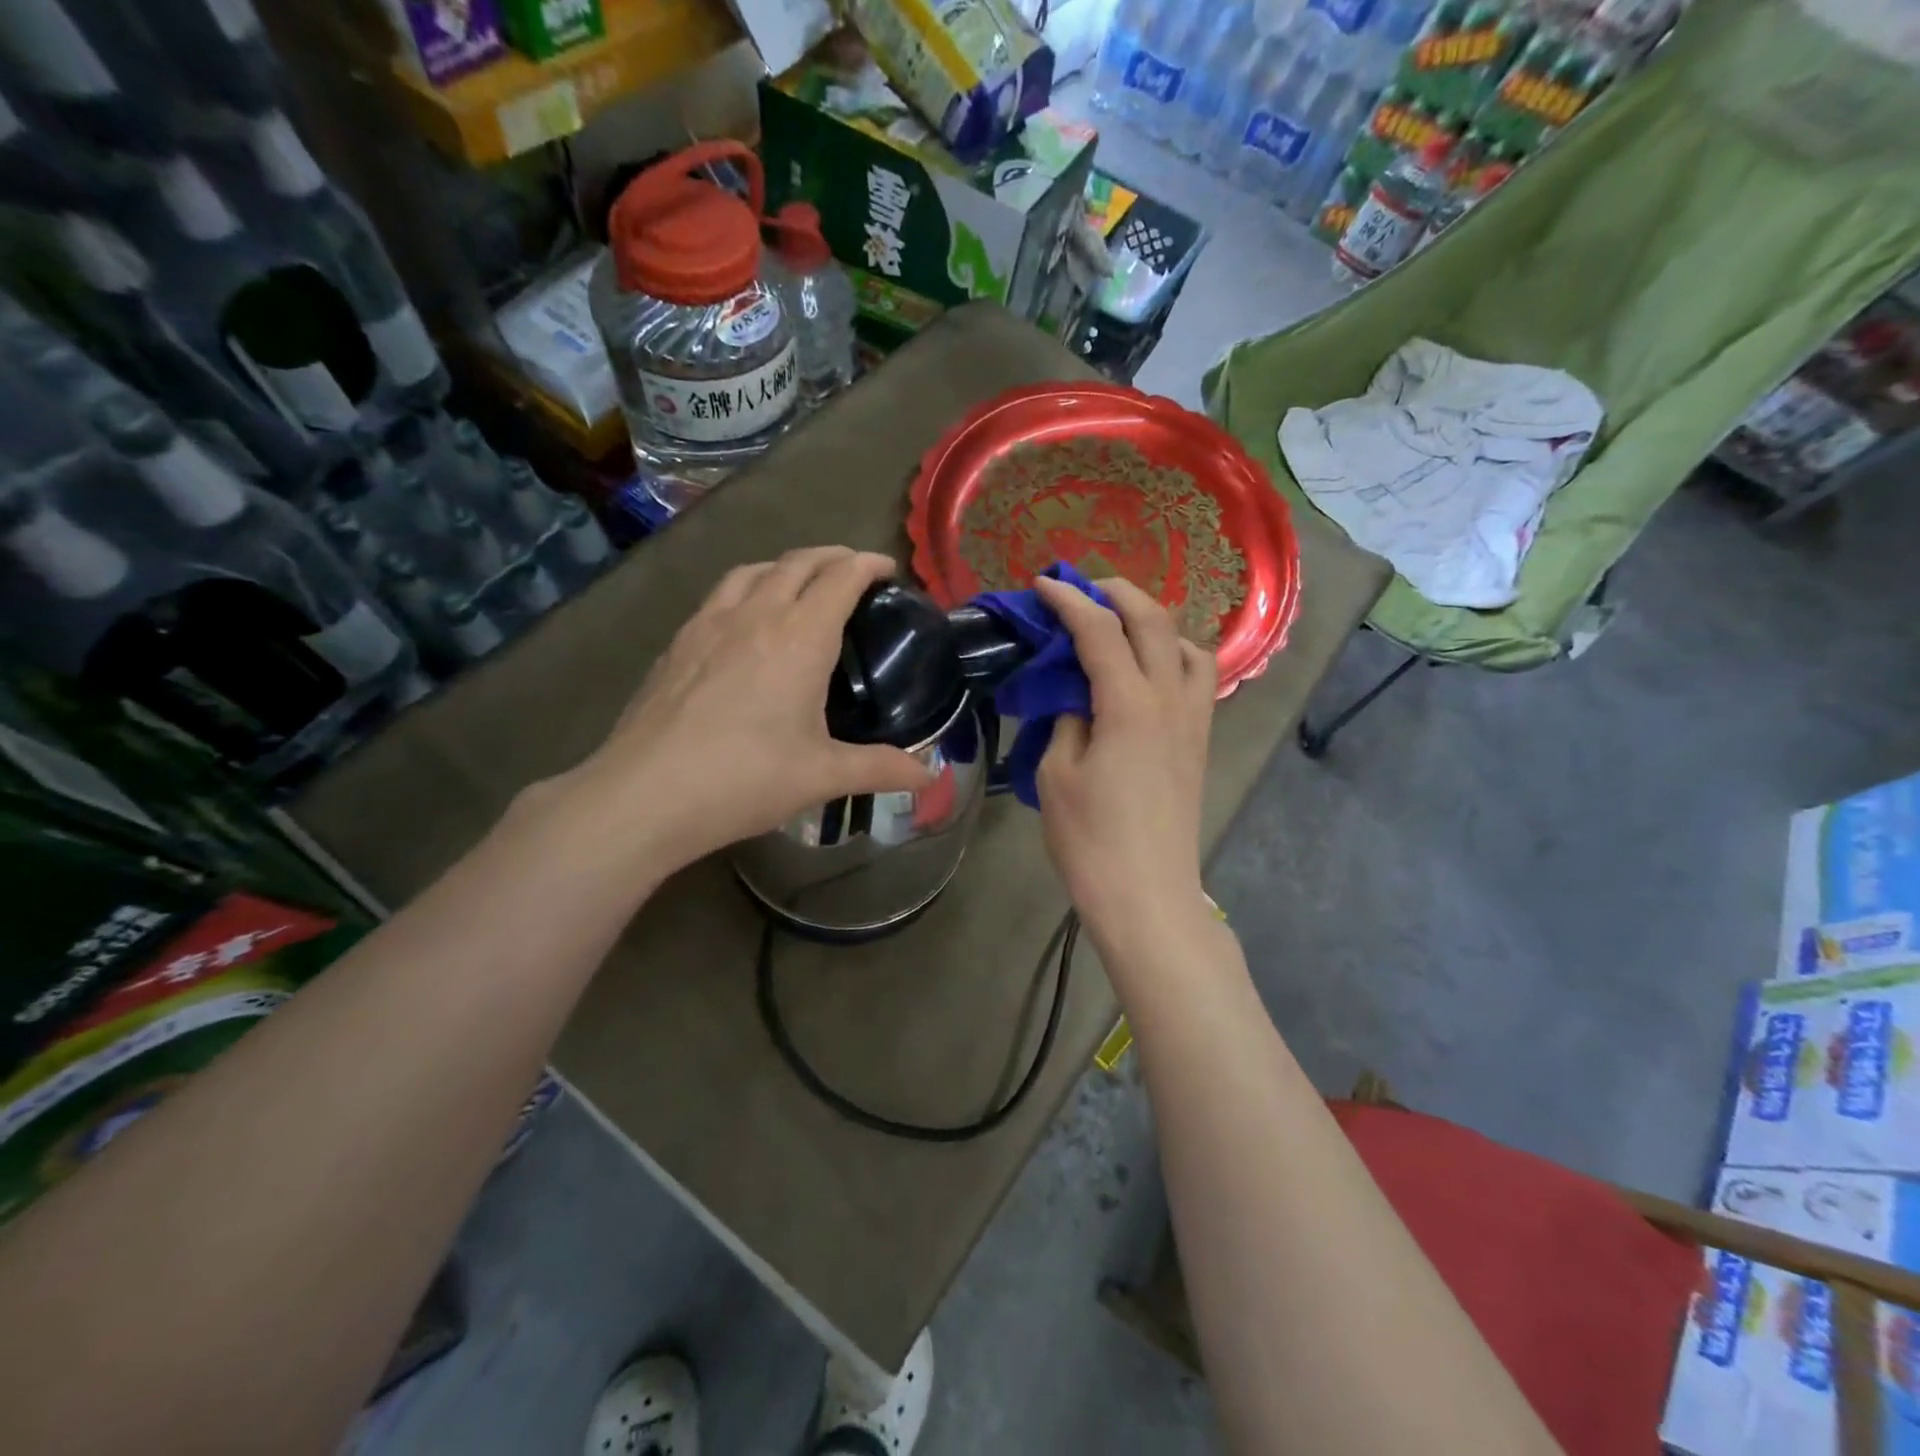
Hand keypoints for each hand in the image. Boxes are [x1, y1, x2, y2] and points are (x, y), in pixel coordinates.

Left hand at [568, 547, 932, 874]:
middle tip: (854, 573)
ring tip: (800, 586)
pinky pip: (720, 595)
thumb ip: (881, 769)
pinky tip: (744, 623)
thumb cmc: (745, 778)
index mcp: (799, 637)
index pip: (841, 577)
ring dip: (785, 566)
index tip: (888, 570)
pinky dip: (747, 589)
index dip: (868, 564)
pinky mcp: (676, 643)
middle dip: (832, 557)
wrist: (645, 794)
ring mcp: (708, 624)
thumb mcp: (823, 776)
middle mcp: (755, 615)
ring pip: (752, 570)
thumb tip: (930, 777)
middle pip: (798, 561)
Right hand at [1034, 576, 1216, 949]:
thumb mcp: (1058, 774)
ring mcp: (1193, 720)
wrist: (1148, 895)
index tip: (1043, 584)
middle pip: (1153, 620)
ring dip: (1155, 621)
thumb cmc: (1091, 840)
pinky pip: (1199, 678)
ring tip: (1123, 627)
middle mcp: (1171, 699)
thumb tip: (1078, 695)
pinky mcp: (1200, 742)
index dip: (1069, 601)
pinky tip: (1150, 672)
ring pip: (1188, 644)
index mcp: (1129, 703)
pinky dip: (1175, 655)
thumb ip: (1068, 719)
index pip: (1099, 630)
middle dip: (1117, 593)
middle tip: (1083, 590)